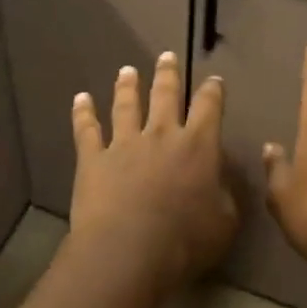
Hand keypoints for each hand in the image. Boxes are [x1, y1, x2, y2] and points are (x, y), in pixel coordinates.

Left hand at [69, 52, 237, 291]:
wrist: (128, 251)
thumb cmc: (185, 241)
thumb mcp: (225, 222)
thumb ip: (226, 194)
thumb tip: (222, 176)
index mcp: (198, 146)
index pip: (209, 107)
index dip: (212, 91)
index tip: (213, 80)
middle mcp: (161, 134)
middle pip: (165, 95)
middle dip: (168, 74)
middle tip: (166, 56)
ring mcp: (124, 143)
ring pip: (126, 105)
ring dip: (127, 86)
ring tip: (127, 70)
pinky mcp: (93, 159)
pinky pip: (86, 130)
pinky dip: (83, 113)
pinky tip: (80, 98)